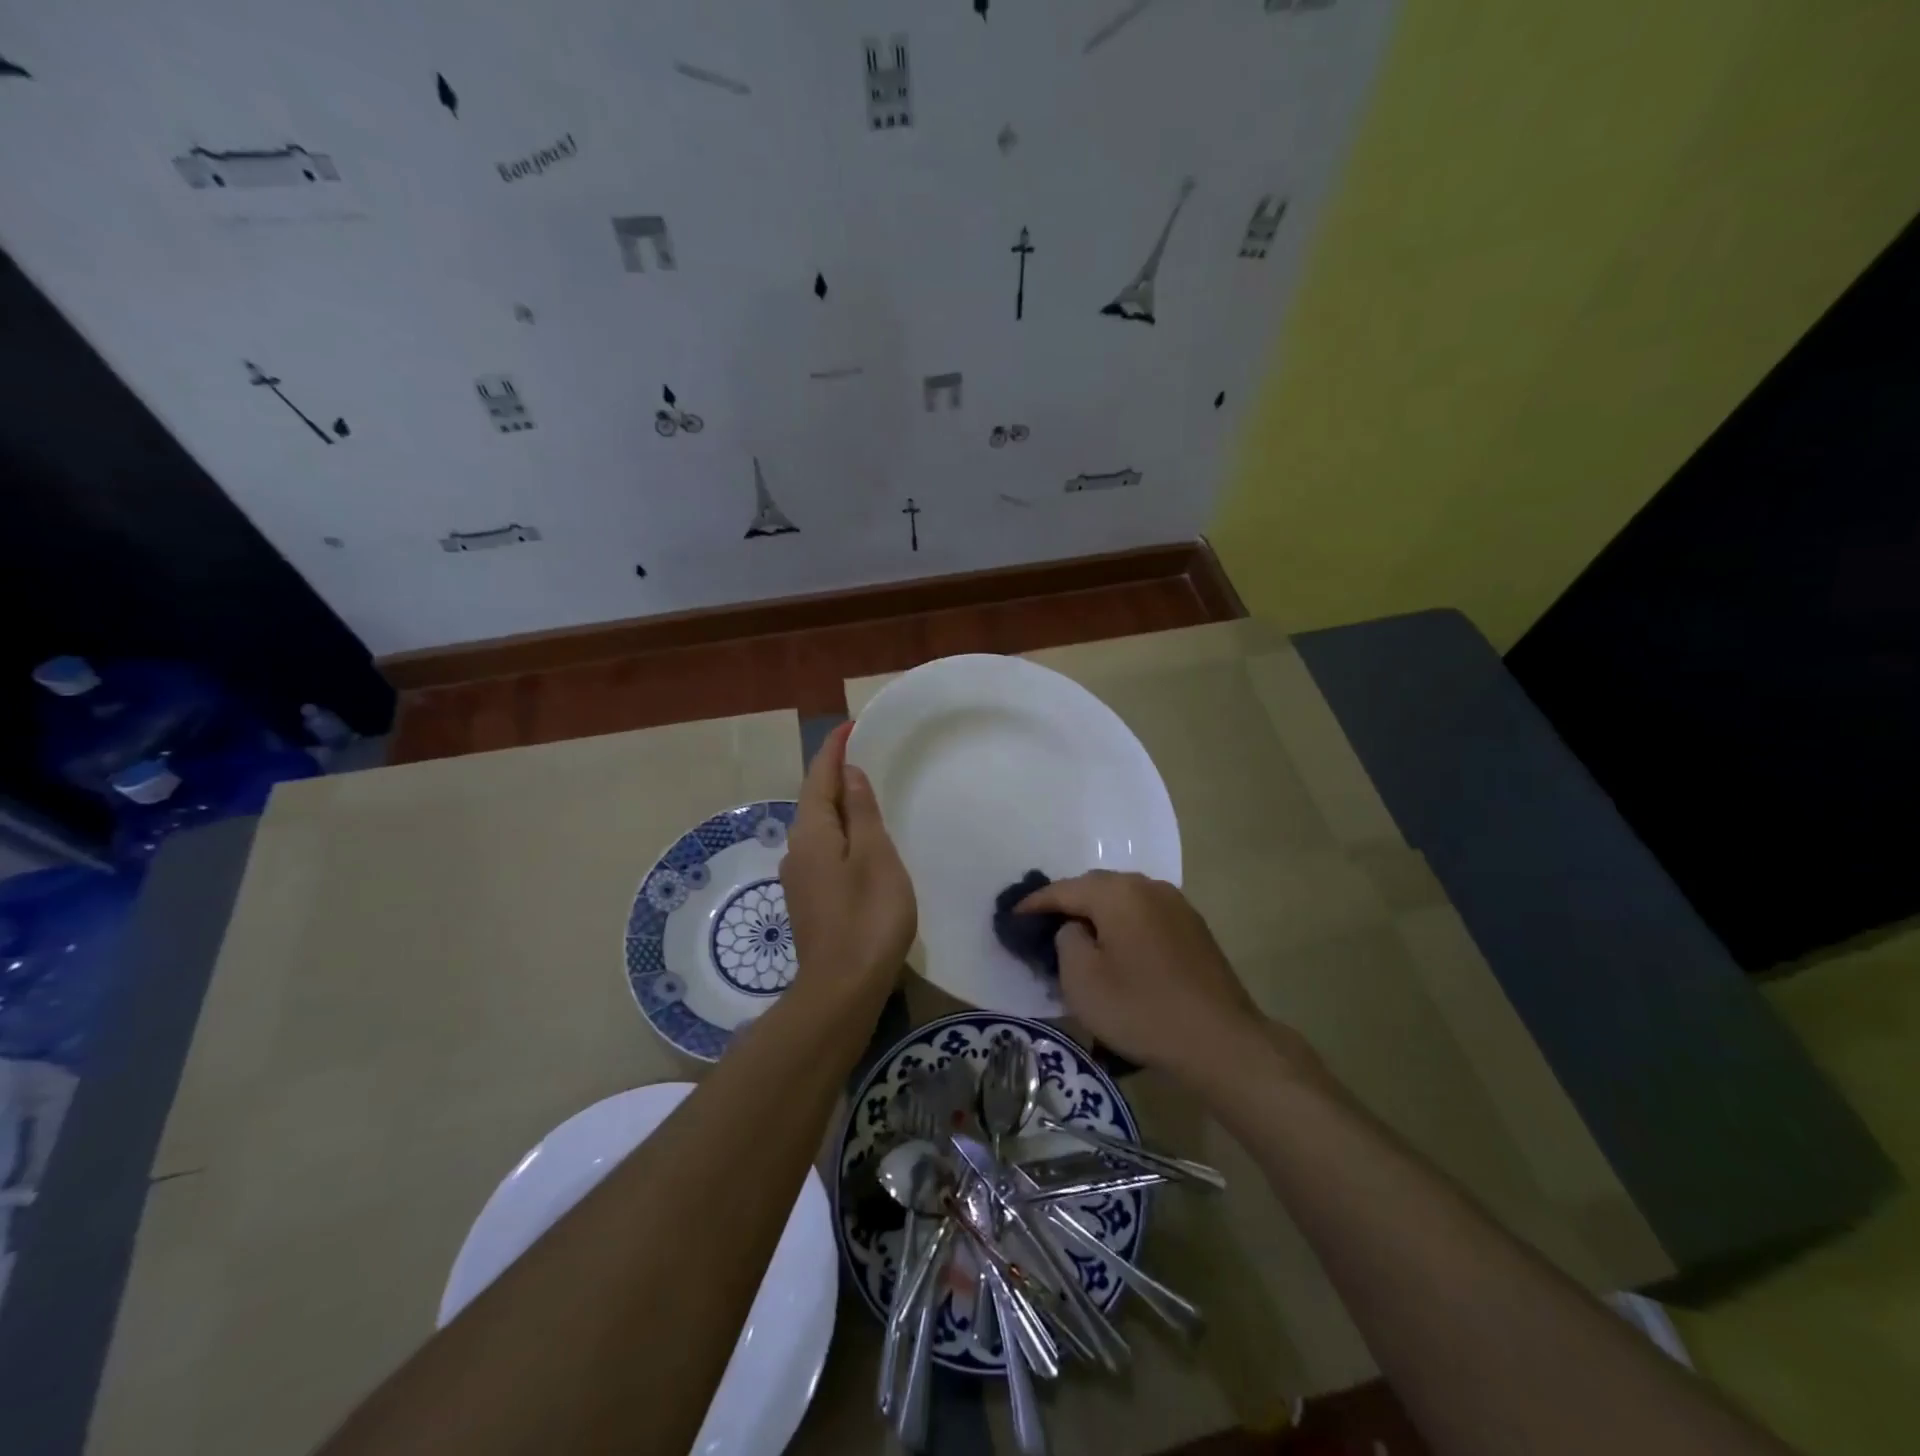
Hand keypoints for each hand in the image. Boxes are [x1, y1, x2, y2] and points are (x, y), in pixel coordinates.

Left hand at [780, 723, 915, 1005]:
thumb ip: (861, 812)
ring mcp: (800, 878)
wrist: (842, 989)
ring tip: (866, 793)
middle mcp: (797, 850)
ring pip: (819, 828)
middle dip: (834, 775)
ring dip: (838, 805)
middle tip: (863, 755)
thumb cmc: (868, 917)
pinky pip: (824, 851)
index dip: (834, 750)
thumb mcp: (875, 856)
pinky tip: (860, 842)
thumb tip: (847, 774)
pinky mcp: (810, 901)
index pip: (820, 778)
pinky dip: (841, 833)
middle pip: (815, 801)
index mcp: (813, 833)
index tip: (850, 727)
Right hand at [1018, 871, 1308, 1082]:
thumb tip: (1074, 928)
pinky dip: (1124, 925)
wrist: (1220, 1041)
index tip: (1012, 918)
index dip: (1034, 903)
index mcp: (1117, 893)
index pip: (1063, 889)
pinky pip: (1145, 915)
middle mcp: (1147, 886)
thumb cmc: (1141, 1009)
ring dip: (1098, 915)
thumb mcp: (1082, 979)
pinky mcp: (1193, 927)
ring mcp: (1175, 904)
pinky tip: (1119, 950)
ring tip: (1080, 940)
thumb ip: (1065, 940)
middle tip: (1044, 929)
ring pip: (1122, 900)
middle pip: (1095, 887)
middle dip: (1067, 904)